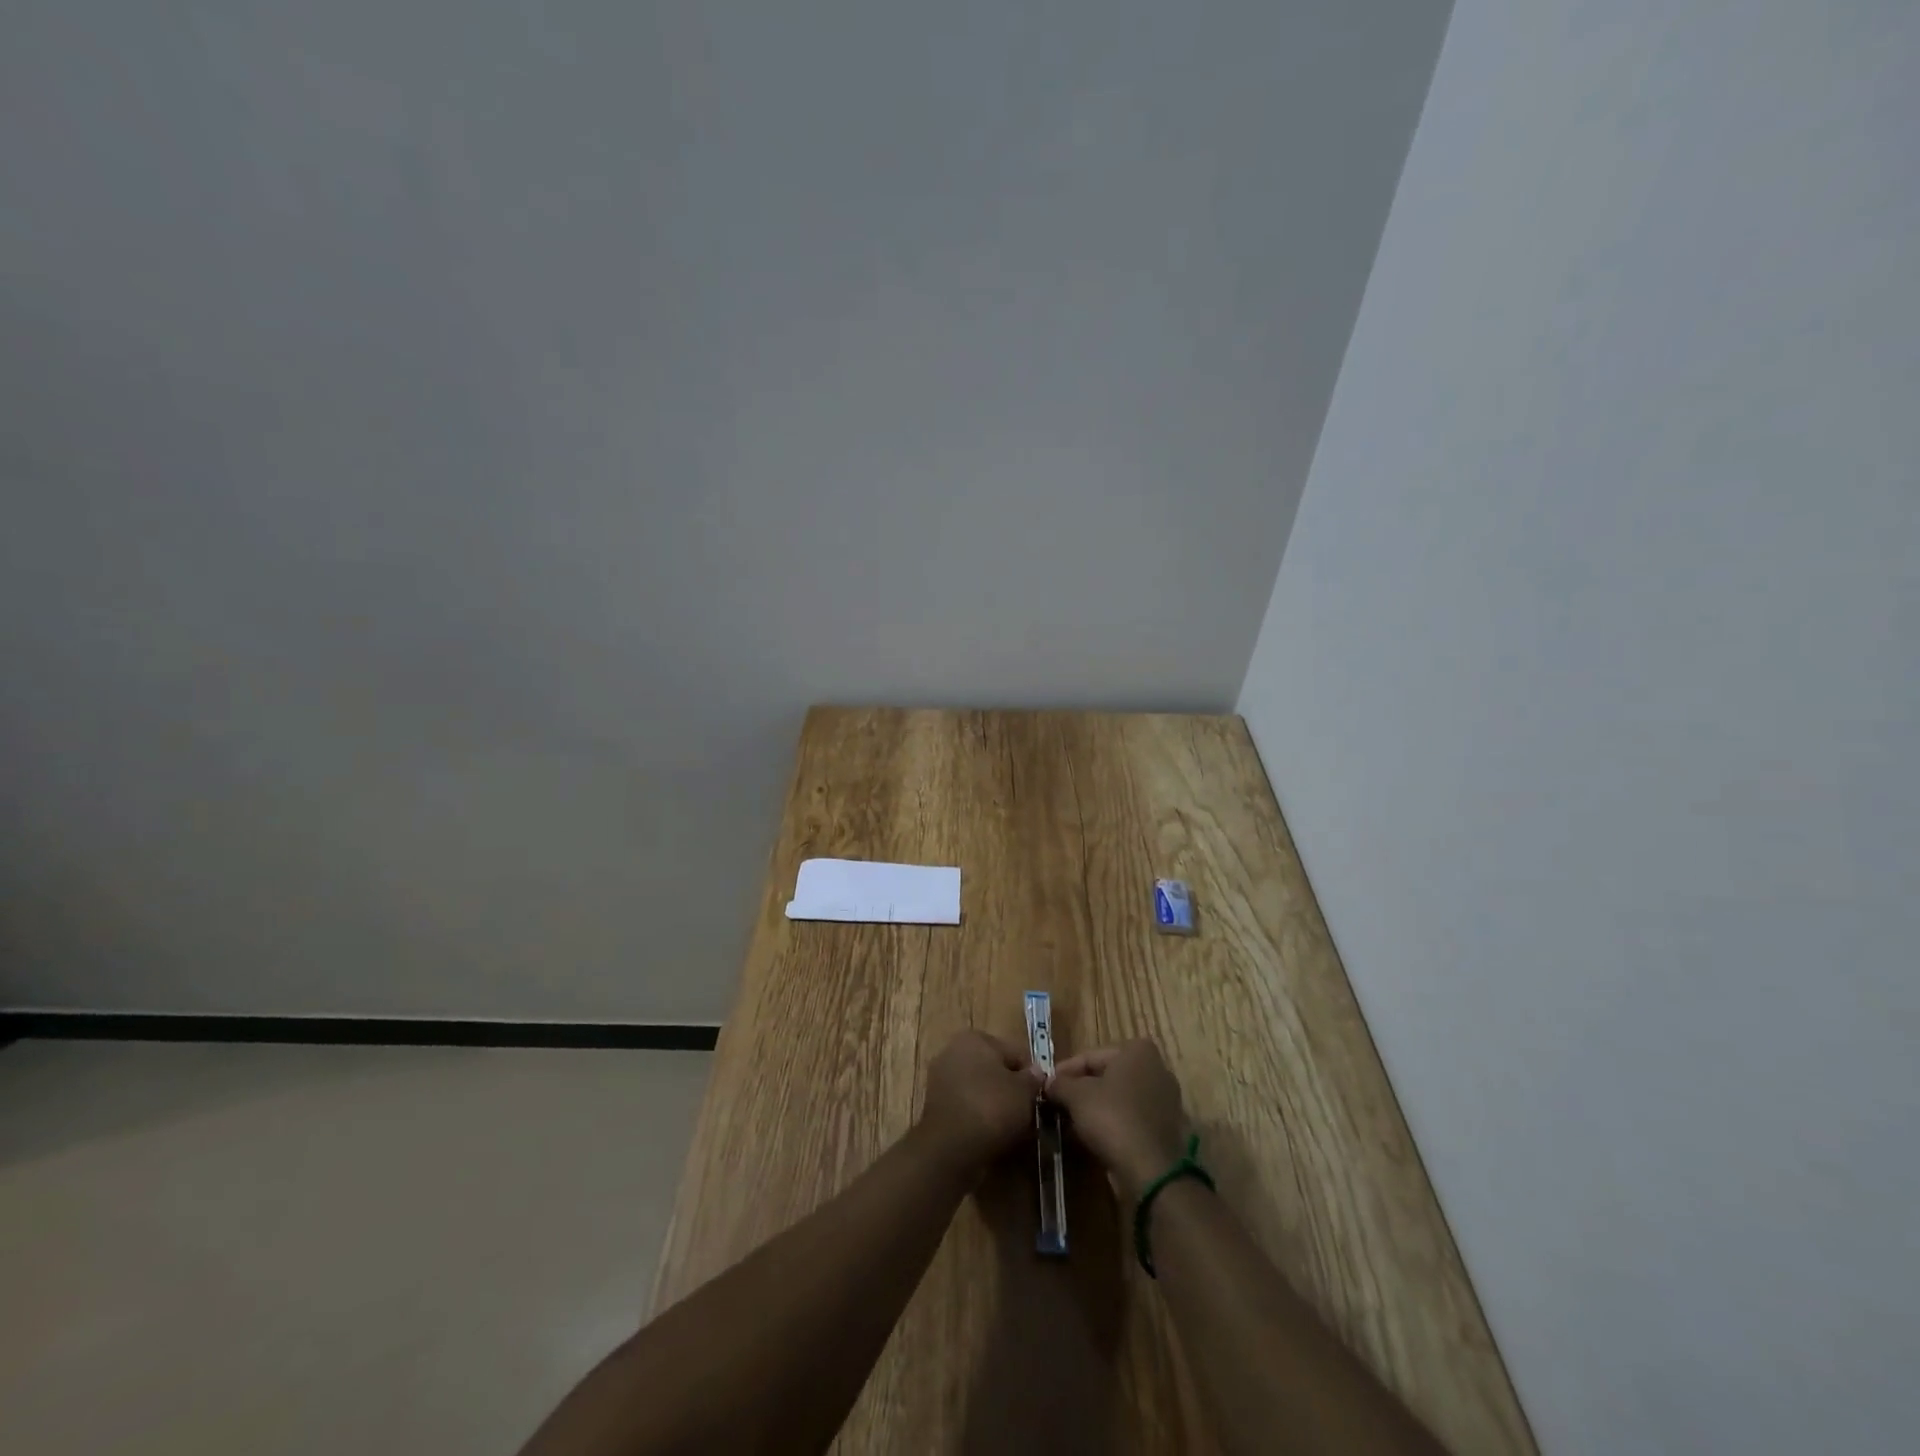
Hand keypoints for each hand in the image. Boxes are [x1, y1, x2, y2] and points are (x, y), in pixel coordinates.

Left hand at [919, 1030, 1046, 1173]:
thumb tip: (1035, 1072)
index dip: (1031, 1075)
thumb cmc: (991, 1107)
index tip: (1040, 1097)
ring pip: (980, 1090)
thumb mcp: (1024, 1092)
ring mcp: (940, 1079)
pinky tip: (992, 1136)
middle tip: (1028, 1114)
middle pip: (994, 1070)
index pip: (1014, 1052)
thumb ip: (1032, 1078)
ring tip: (1013, 1130)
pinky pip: (967, 1107)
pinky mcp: (934, 1106)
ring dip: (996, 1105)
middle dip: (1011, 1089)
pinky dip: (979, 1118)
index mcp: (975, 1038)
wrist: (950, 1147)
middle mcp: (953, 1051)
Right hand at [1046, 1039, 1191, 1203]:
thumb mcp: (1076, 1095)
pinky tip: (1091, 1136)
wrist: (1150, 1171)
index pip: (1091, 1056)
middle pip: (1107, 1075)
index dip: (1065, 1071)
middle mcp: (1157, 1068)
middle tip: (1057, 1102)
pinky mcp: (1166, 1128)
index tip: (1047, 1085)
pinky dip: (1112, 1123)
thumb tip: (1049, 1083)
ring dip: (1094, 1107)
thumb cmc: (1112, 1118)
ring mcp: (1165, 1100)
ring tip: (1069, 1121)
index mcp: (1138, 1050)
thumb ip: (1060, 1084)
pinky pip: (1131, 1118)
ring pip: (1119, 1098)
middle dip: (1081, 1089)